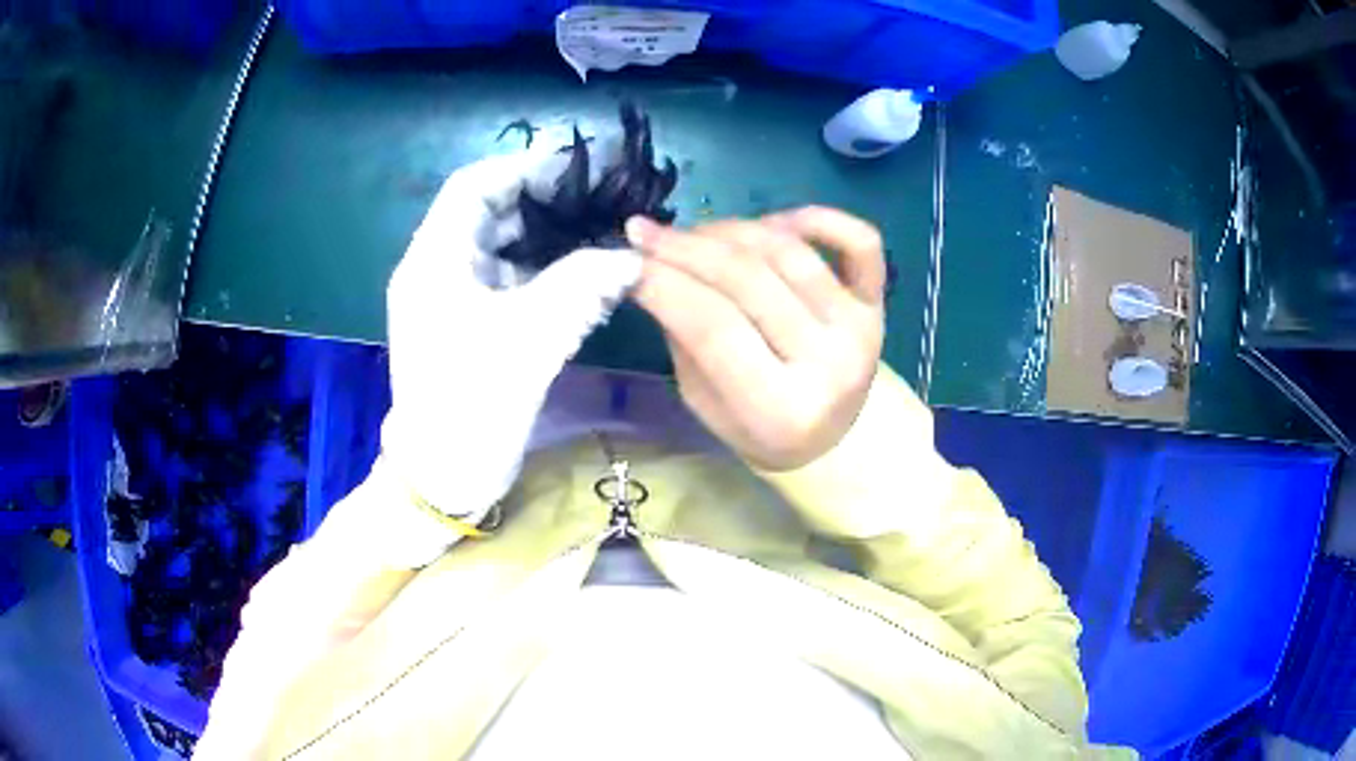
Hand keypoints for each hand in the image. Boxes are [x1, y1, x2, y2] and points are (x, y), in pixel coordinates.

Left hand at [381, 147, 639, 540]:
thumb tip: (630, 256)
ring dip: (545, 238)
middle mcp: (435, 270)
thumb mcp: (531, 338)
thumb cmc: (474, 403)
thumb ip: (583, 285)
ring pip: (498, 247)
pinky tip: (579, 276)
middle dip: (542, 201)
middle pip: (487, 213)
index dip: (524, 168)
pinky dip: (539, 272)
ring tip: (596, 232)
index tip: (577, 169)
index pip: (474, 186)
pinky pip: (503, 281)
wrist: (445, 476)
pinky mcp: (463, 325)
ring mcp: (447, 299)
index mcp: (434, 260)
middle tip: (598, 200)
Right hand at [629, 207, 885, 471]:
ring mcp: (860, 328)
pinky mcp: (879, 304)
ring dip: (731, 230)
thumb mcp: (701, 399)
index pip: (713, 327)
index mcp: (781, 409)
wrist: (828, 439)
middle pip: (748, 281)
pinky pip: (860, 242)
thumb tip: (650, 264)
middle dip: (685, 247)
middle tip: (646, 234)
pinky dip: (818, 217)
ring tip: (696, 234)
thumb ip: (682, 335)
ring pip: (789, 252)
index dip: (663, 283)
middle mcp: (829, 365)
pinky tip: (775, 221)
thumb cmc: (755, 427)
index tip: (626, 258)